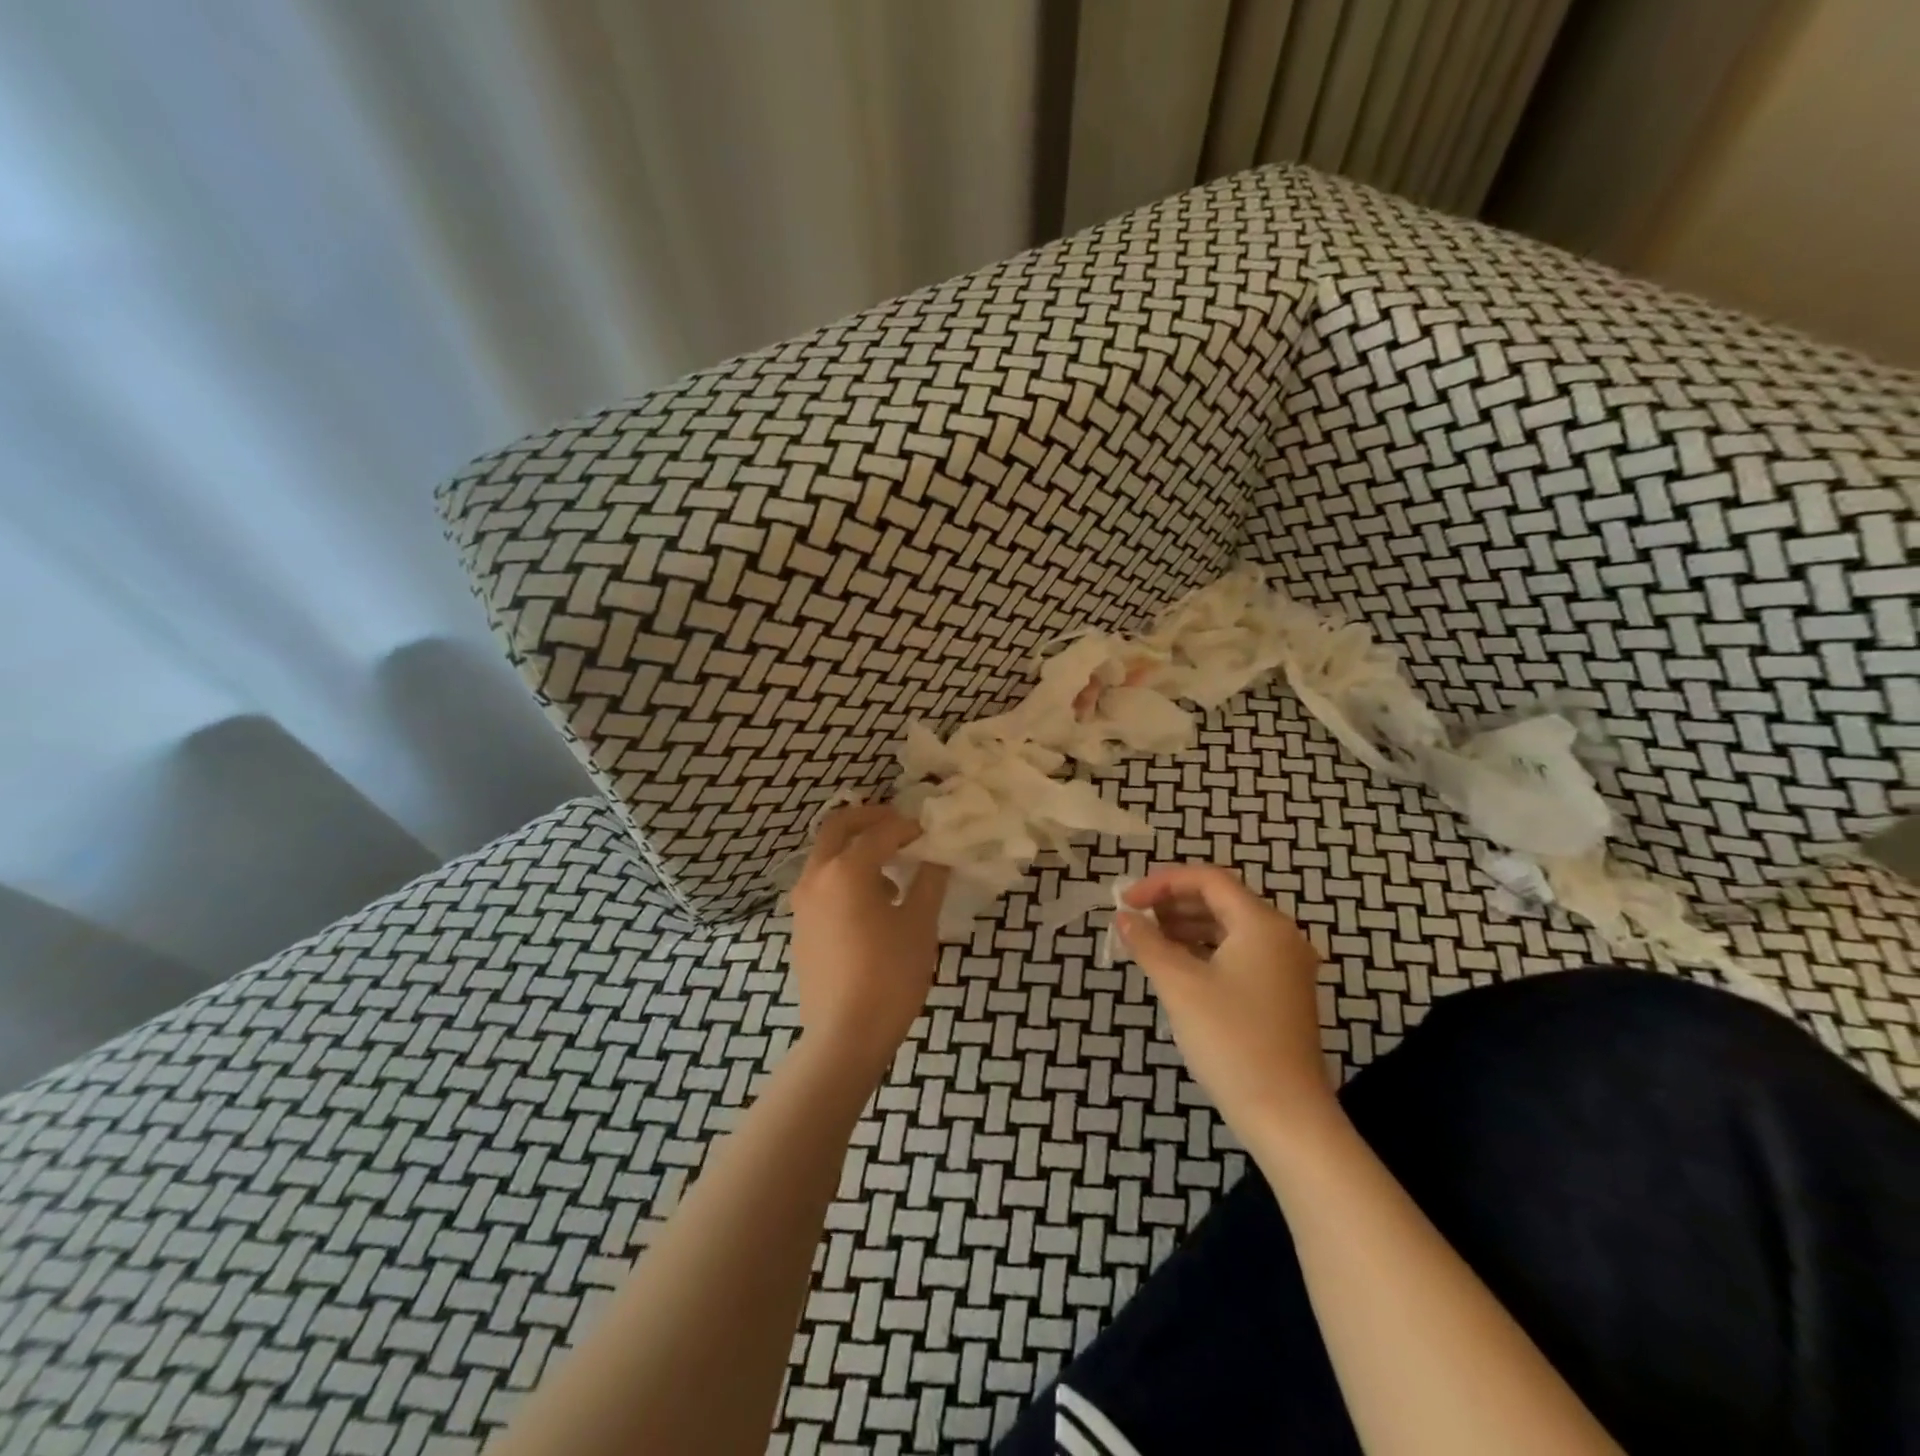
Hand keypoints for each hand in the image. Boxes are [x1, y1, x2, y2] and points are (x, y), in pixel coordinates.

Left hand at [789, 805, 949, 1077]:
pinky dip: (844, 875)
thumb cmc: (889, 976)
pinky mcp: (800, 926)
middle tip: (900, 826)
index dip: (908, 827)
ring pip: (825, 855)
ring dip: (855, 848)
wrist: (844, 1036)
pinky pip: (821, 883)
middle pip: (838, 827)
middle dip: (870, 819)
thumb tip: (936, 858)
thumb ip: (929, 882)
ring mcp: (802, 902)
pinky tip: (871, 904)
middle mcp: (816, 877)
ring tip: (891, 870)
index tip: (930, 833)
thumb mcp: (920, 925)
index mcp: (847, 870)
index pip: (881, 831)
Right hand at [1118, 864, 1334, 1139]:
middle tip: (1134, 918)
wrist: (1286, 1116)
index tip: (1126, 901)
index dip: (1162, 882)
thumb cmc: (1231, 1040)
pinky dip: (1203, 950)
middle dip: (1172, 903)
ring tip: (1147, 939)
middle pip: (1220, 900)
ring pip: (1228, 928)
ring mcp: (1285, 966)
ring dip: (1185, 926)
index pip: (1208, 879)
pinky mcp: (1281, 993)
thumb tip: (1123, 917)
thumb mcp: (1180, 985)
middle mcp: (1280, 936)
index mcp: (1262, 924)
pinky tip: (1176, 966)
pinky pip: (1238, 954)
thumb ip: (1147, 943)